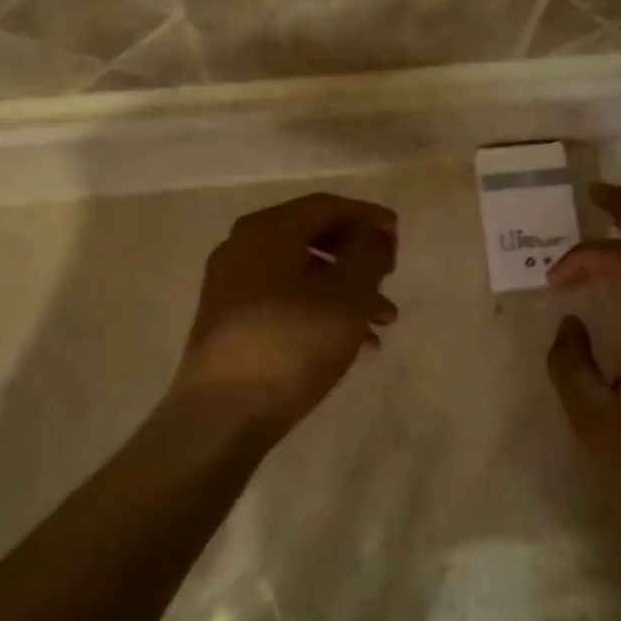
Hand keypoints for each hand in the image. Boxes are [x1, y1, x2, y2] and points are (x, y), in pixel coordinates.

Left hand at [169, 193, 398, 443]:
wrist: (223, 414)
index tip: (398, 236)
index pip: (327, 206)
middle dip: (357, 258)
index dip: (368, 217)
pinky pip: (285, 303)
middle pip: (312, 238)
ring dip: (345, 292)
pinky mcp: (229, 323)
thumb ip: (369, 254)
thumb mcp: (347, 295)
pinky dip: (320, 312)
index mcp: (268, 230)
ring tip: (383, 323)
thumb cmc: (292, 344)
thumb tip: (375, 233)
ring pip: (301, 276)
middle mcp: (243, 249)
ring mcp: (230, 287)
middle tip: (390, 276)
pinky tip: (351, 345)